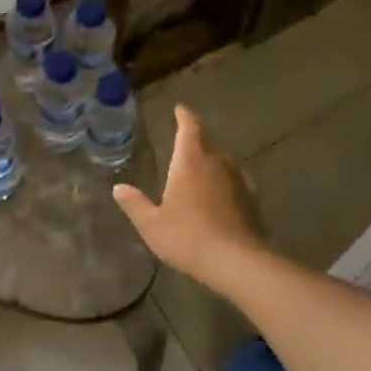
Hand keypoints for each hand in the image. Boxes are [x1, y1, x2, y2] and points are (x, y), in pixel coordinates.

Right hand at [114, 105, 265, 289]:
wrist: (237, 262)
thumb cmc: (188, 237)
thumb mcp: (152, 224)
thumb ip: (135, 204)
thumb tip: (118, 188)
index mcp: (190, 161)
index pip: (189, 128)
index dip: (184, 117)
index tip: (180, 109)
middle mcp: (217, 163)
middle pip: (208, 142)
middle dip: (197, 139)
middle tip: (185, 141)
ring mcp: (238, 181)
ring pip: (224, 161)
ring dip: (212, 161)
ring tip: (202, 168)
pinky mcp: (252, 200)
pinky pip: (236, 181)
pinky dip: (226, 182)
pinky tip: (222, 194)